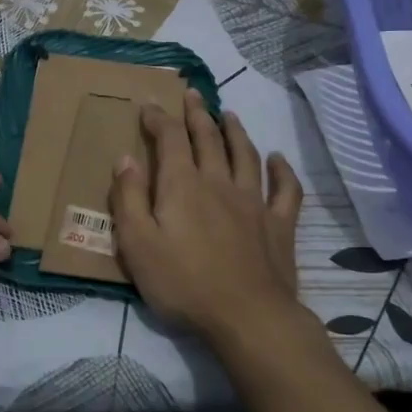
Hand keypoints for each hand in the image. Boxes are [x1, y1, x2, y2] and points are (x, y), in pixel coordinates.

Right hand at [109, 90, 303, 341]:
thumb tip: (126, 158)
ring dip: (236, 131)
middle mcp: (220, 183)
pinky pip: (285, 190)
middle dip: (197, 114)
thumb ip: (128, 199)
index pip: (170, 139)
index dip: (159, 118)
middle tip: (192, 95)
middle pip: (209, 139)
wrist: (247, 317)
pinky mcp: (279, 225)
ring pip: (246, 155)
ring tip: (229, 114)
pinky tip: (278, 159)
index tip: (149, 105)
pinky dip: (282, 170)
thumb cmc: (183, 284)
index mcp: (183, 186)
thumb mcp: (137, 245)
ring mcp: (254, 202)